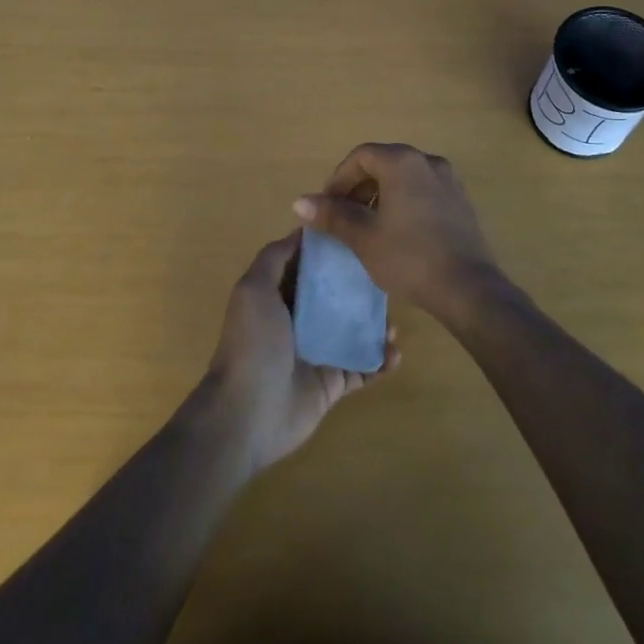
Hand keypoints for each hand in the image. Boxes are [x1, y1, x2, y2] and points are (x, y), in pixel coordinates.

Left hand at [202, 231, 397, 473]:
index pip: (307, 266)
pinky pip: (361, 368)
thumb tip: (301, 229)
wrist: (247, 414)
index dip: (330, 250)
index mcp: (277, 296)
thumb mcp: (254, 289)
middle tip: (387, 279)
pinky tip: (395, 354)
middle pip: (335, 296)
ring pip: (352, 331)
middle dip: (360, 287)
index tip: (360, 234)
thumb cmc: (253, 344)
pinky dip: (380, 361)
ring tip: (394, 323)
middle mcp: (297, 320)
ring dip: (375, 325)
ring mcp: (316, 353)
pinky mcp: (331, 384)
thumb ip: (274, 257)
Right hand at [294, 142, 501, 318]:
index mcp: (402, 162)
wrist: (468, 288)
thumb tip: (299, 202)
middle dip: (358, 187)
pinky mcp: (460, 202)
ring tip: (367, 227)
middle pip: (383, 163)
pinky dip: (403, 203)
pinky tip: (397, 234)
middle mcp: (427, 161)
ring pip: (404, 178)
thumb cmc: (409, 257)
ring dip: (380, 195)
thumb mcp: (363, 236)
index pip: (360, 156)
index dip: (338, 179)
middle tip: (343, 217)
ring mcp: (449, 181)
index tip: (327, 207)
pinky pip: (423, 191)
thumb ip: (332, 215)